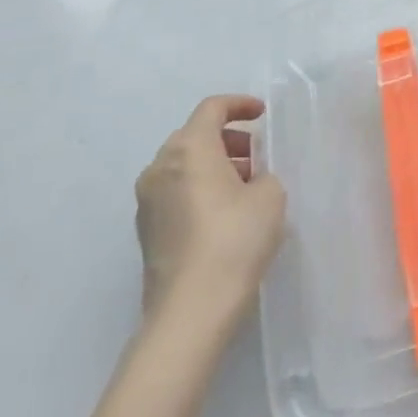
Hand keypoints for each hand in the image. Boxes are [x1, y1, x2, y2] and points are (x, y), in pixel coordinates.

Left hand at [134, 95, 286, 332]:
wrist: (190, 311)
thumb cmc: (234, 239)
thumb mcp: (270, 195)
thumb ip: (262, 174)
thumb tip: (249, 181)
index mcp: (189, 149)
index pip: (212, 109)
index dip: (240, 105)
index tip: (263, 115)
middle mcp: (160, 168)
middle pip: (194, 135)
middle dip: (228, 138)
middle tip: (257, 154)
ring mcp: (147, 202)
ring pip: (183, 165)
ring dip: (214, 165)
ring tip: (246, 184)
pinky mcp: (146, 231)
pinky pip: (175, 192)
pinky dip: (199, 188)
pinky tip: (225, 212)